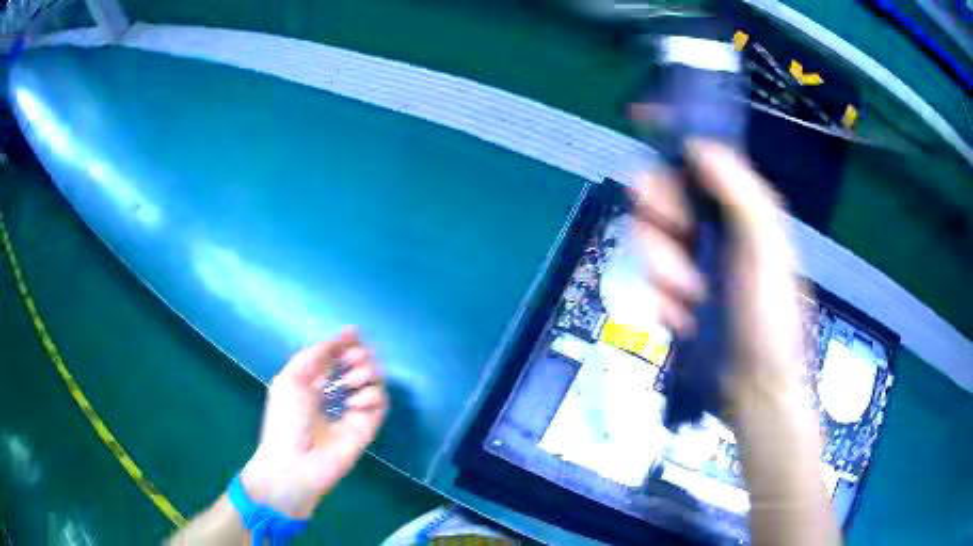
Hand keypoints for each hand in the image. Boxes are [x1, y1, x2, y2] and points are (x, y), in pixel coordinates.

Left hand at [241, 327, 387, 518]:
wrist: (296, 462)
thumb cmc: (286, 418)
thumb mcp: (292, 377)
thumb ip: (318, 353)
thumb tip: (349, 332)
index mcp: (314, 380)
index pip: (337, 354)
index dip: (346, 343)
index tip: (353, 336)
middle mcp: (336, 391)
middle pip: (360, 362)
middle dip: (359, 354)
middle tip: (353, 359)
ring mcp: (353, 408)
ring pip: (375, 379)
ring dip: (365, 372)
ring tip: (349, 384)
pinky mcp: (368, 425)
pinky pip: (381, 400)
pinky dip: (371, 395)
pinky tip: (355, 404)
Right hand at [630, 140, 806, 414]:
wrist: (753, 388)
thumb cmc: (770, 317)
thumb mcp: (767, 249)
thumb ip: (741, 193)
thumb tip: (700, 143)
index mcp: (740, 207)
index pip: (701, 156)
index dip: (672, 133)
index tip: (640, 116)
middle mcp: (713, 226)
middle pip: (661, 193)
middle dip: (659, 217)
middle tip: (675, 242)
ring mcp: (690, 260)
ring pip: (647, 237)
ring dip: (661, 268)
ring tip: (687, 298)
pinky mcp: (672, 293)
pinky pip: (646, 277)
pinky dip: (658, 296)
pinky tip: (680, 317)